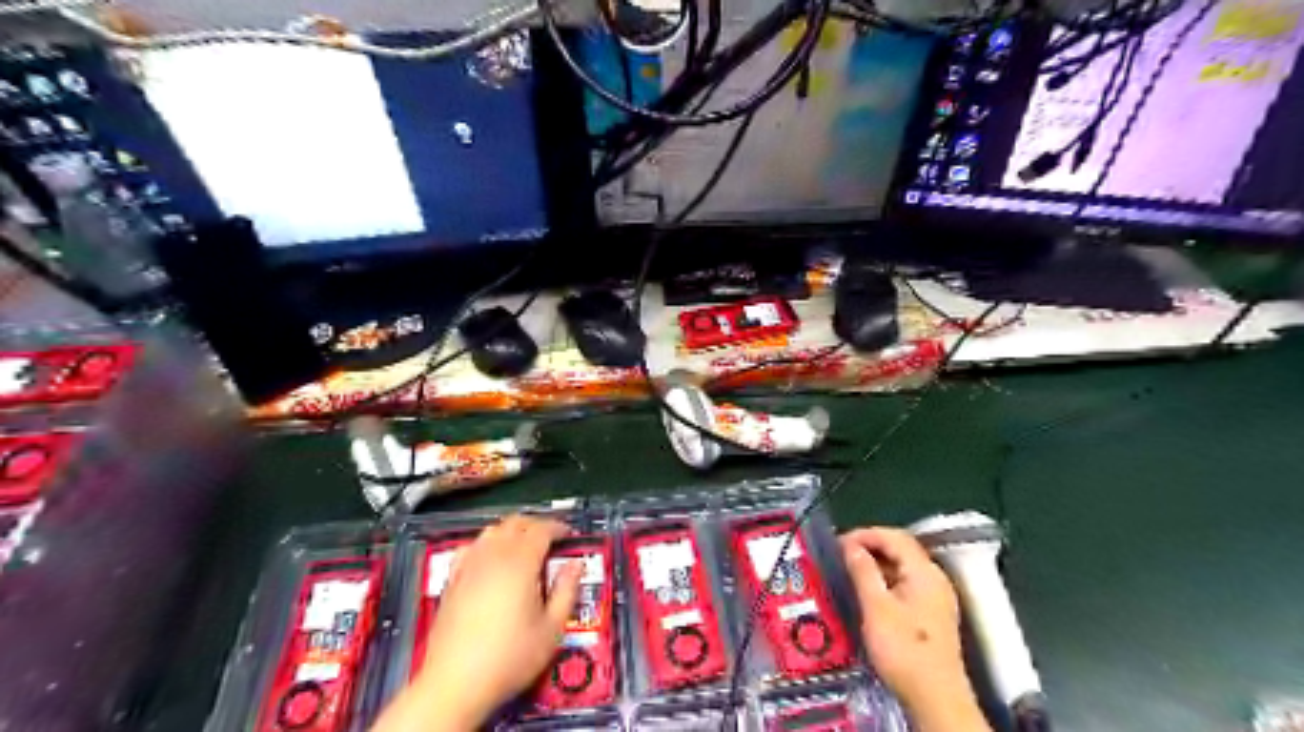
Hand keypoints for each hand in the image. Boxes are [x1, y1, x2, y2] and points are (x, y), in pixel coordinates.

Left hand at [374, 515, 582, 731]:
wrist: (455, 684)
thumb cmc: (509, 658)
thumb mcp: (551, 629)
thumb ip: (566, 591)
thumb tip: (575, 566)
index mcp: (520, 563)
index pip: (541, 530)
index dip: (558, 527)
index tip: (569, 535)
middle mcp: (492, 556)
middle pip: (515, 524)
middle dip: (536, 525)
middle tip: (551, 538)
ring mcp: (468, 566)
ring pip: (492, 531)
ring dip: (511, 531)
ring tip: (524, 546)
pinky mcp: (451, 580)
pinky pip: (470, 547)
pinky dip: (486, 544)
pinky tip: (490, 559)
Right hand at [841, 530, 984, 727]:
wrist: (935, 698)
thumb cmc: (903, 649)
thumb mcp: (875, 607)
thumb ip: (863, 571)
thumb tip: (851, 546)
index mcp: (924, 572)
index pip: (894, 537)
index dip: (865, 534)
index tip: (839, 542)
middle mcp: (934, 579)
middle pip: (900, 549)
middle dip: (869, 547)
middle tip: (840, 555)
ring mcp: (936, 597)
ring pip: (902, 567)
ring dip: (875, 565)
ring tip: (848, 572)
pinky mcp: (932, 614)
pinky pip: (905, 584)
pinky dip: (884, 581)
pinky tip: (867, 592)